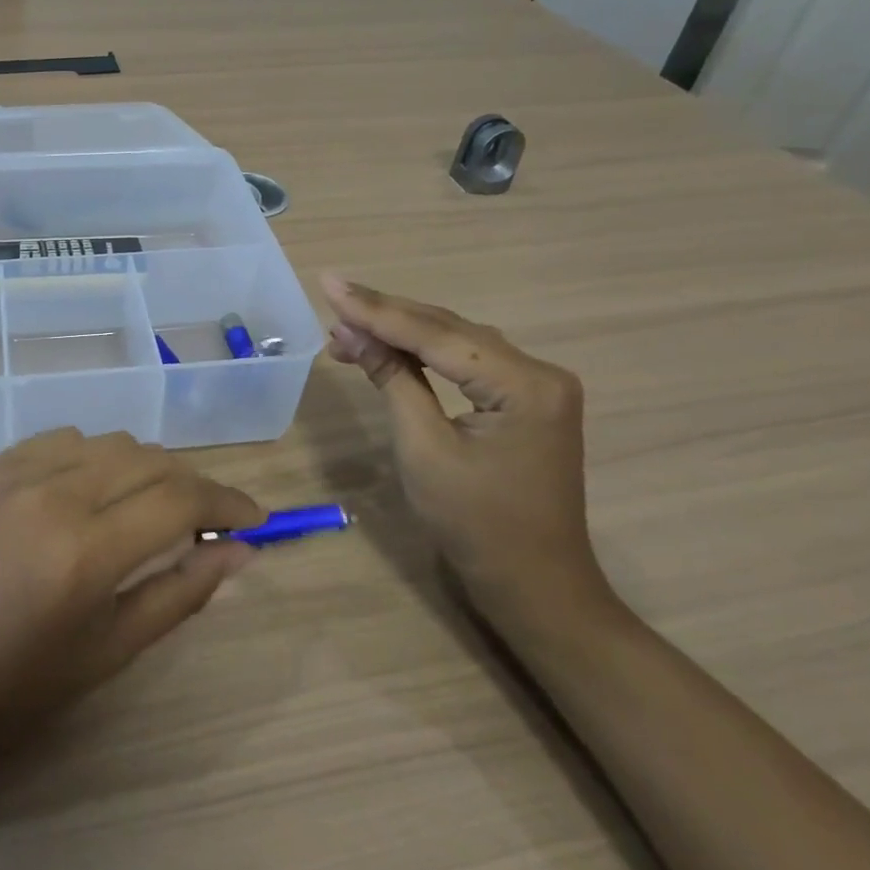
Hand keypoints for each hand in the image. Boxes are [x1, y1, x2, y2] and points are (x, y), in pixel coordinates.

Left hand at [0, 429, 263, 759]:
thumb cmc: (17, 683)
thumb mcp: (110, 650)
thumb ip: (181, 592)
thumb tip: (239, 551)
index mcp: (85, 551)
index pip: (180, 500)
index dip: (227, 503)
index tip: (254, 520)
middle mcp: (54, 494)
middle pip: (150, 460)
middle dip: (192, 485)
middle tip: (205, 521)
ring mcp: (15, 472)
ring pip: (109, 442)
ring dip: (144, 468)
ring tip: (147, 507)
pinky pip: (62, 440)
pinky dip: (94, 458)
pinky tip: (90, 492)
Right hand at [321, 274, 611, 633]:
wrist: (533, 583)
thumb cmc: (475, 524)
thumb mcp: (423, 448)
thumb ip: (392, 379)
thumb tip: (349, 331)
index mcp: (524, 385)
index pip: (436, 335)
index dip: (377, 310)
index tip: (329, 285)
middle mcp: (539, 372)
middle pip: (448, 329)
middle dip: (385, 316)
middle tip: (331, 299)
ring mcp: (536, 385)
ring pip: (455, 341)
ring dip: (401, 332)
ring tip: (346, 326)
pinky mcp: (525, 399)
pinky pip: (466, 362)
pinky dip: (423, 354)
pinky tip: (387, 348)